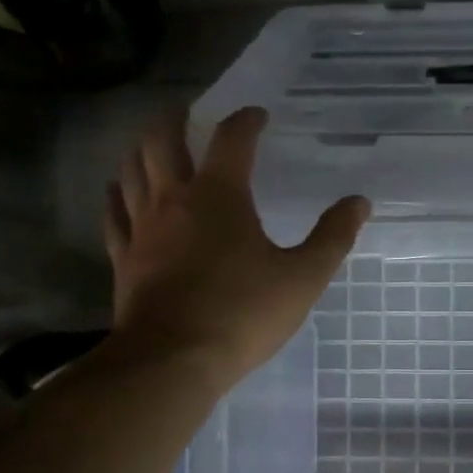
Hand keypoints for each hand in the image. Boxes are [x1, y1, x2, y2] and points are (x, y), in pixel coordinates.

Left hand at [103, 107, 368, 383]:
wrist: (173, 360)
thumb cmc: (244, 313)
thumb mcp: (303, 277)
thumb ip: (333, 237)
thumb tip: (359, 202)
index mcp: (221, 195)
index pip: (233, 140)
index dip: (246, 121)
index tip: (258, 115)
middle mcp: (175, 200)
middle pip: (163, 141)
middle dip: (177, 120)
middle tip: (188, 112)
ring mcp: (142, 228)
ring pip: (132, 170)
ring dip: (142, 149)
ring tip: (152, 144)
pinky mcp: (124, 258)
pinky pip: (114, 213)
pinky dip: (117, 194)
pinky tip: (118, 190)